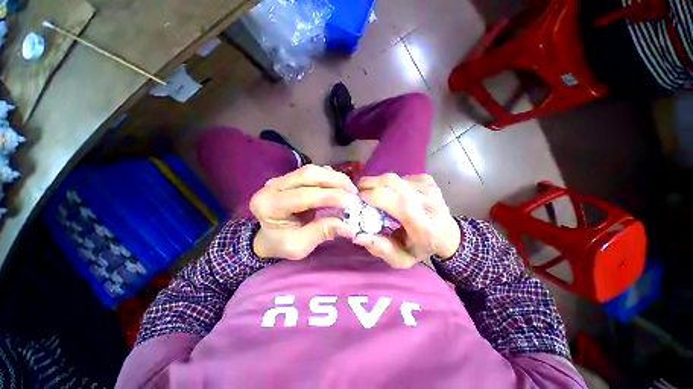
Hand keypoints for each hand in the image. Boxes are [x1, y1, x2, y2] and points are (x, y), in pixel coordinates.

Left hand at [250, 165, 358, 259]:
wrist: (267, 237)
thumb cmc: (281, 244)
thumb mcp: (300, 246)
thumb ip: (322, 232)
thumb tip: (349, 227)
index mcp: (269, 206)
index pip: (303, 196)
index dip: (330, 197)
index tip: (352, 202)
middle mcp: (272, 187)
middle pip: (307, 175)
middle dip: (335, 181)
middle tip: (354, 192)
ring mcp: (280, 179)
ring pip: (311, 170)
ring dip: (334, 177)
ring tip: (350, 189)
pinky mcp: (289, 177)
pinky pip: (312, 171)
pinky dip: (328, 176)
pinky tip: (339, 185)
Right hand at [354, 173, 460, 267]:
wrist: (448, 234)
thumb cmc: (422, 248)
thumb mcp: (401, 259)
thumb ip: (380, 249)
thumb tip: (357, 235)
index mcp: (424, 225)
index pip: (398, 202)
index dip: (373, 196)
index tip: (357, 200)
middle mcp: (429, 201)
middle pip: (391, 182)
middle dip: (368, 185)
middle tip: (358, 195)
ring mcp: (428, 187)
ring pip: (392, 178)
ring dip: (376, 184)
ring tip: (371, 194)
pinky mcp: (426, 179)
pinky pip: (398, 177)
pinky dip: (387, 184)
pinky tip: (389, 193)